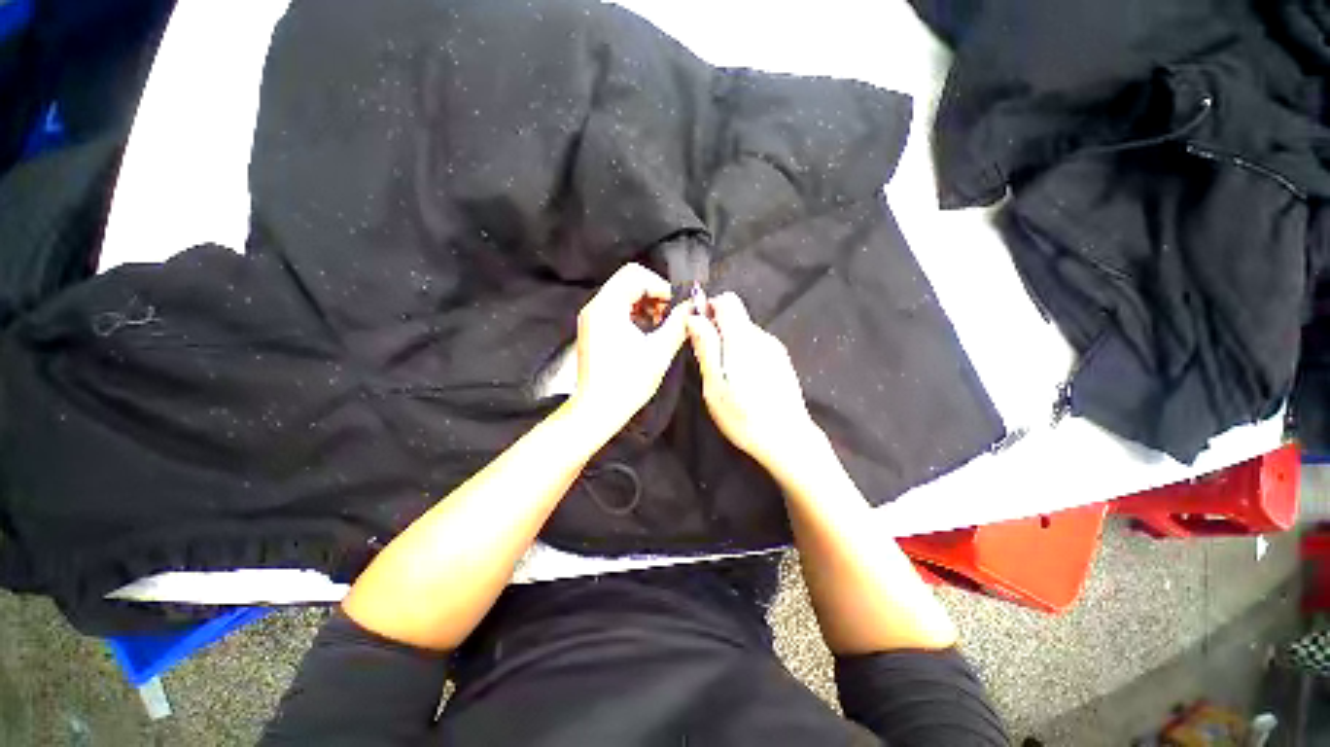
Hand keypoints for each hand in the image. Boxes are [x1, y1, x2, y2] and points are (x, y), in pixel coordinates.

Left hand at [569, 263, 687, 436]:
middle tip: (670, 316)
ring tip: (662, 327)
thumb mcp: (659, 352)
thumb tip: (693, 306)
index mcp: (607, 307)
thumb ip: (679, 324)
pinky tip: (649, 333)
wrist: (597, 410)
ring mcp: (593, 319)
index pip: (636, 274)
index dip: (660, 286)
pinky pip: (618, 310)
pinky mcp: (594, 330)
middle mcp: (595, 307)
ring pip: (624, 295)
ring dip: (647, 305)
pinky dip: (636, 315)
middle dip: (655, 295)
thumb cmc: (626, 384)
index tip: (676, 306)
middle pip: (629, 282)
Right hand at [686, 293, 824, 473]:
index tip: (699, 331)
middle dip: (717, 331)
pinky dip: (744, 354)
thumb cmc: (743, 415)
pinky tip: (744, 381)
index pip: (727, 300)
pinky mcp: (782, 361)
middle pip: (736, 317)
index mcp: (743, 338)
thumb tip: (694, 317)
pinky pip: (756, 346)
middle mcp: (762, 336)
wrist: (787, 439)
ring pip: (745, 333)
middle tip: (708, 362)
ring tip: (726, 376)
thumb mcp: (714, 384)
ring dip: (730, 345)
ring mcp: (775, 348)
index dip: (709, 308)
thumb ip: (705, 347)